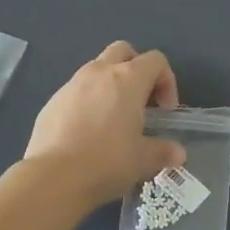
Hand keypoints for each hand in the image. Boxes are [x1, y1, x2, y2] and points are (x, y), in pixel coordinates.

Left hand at [24, 41, 186, 205]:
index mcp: (128, 79)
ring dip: (110, 85)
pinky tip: (87, 133)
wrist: (54, 178)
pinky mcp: (52, 102)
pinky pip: (76, 91)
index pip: (155, 60)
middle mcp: (99, 72)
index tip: (166, 111)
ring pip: (96, 69)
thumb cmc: (107, 162)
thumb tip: (178, 153)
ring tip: (113, 119)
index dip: (167, 81)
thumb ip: (163, 151)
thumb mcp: (143, 160)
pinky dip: (87, 102)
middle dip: (136, 69)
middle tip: (141, 101)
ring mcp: (71, 85)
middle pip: (123, 51)